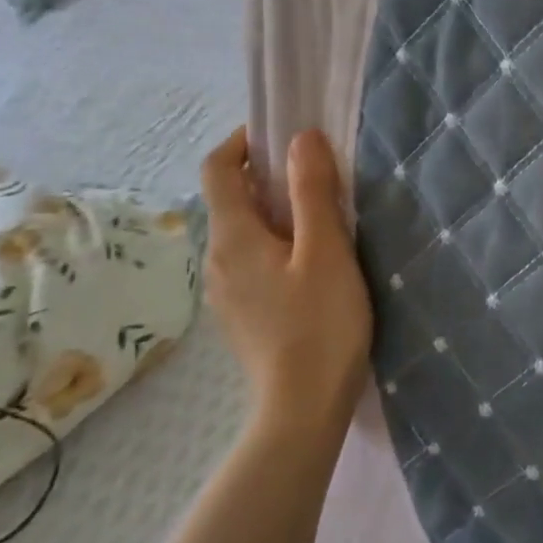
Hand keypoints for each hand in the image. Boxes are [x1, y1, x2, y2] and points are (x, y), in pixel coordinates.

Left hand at [200, 127, 373, 448]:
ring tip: (323, 216)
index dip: (243, 142)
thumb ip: (312, 191)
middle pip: (231, 198)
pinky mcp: (243, 311)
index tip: (283, 135)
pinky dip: (276, 240)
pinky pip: (252, 257)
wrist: (303, 406)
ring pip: (243, 230)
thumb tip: (301, 137)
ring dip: (275, 209)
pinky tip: (313, 260)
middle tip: (319, 174)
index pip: (217, 169)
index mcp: (232, 237)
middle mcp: (217, 258)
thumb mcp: (325, 250)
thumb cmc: (320, 323)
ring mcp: (226, 290)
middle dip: (268, 174)